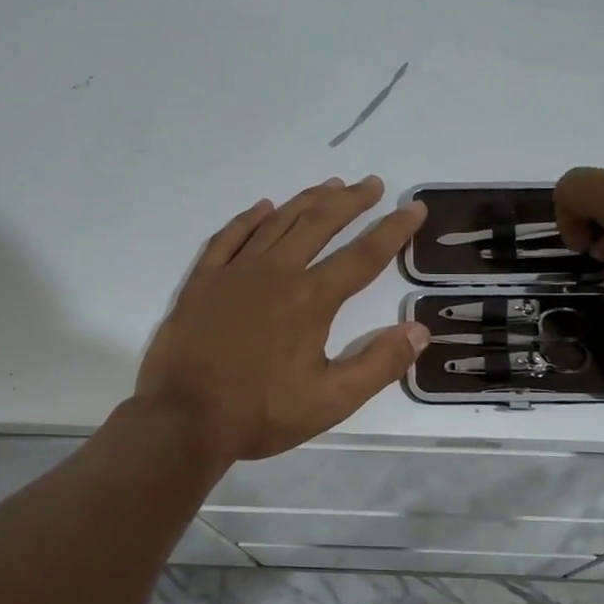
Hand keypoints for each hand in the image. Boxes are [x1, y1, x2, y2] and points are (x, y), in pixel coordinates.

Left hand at [135, 177, 429, 460]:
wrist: (183, 418)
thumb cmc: (260, 413)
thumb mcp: (331, 401)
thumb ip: (379, 364)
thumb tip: (419, 330)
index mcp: (310, 300)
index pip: (363, 256)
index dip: (393, 230)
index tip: (413, 208)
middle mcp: (276, 273)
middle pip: (319, 224)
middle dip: (350, 201)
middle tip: (371, 184)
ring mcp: (234, 272)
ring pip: (277, 222)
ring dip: (307, 200)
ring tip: (330, 185)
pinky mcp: (202, 281)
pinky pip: (229, 237)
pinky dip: (249, 219)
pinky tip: (263, 207)